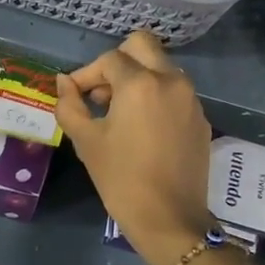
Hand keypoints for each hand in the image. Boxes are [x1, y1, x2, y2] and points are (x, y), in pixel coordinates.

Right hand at [56, 31, 215, 264]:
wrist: (169, 218)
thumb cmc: (121, 179)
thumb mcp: (86, 141)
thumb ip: (70, 104)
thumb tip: (64, 82)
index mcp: (140, 83)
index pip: (108, 59)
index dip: (86, 75)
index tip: (75, 97)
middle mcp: (171, 81)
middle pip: (142, 46)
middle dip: (117, 62)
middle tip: (101, 93)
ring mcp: (191, 99)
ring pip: (161, 67)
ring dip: (137, 78)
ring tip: (119, 113)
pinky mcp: (200, 118)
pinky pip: (175, 92)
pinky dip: (156, 97)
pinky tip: (142, 129)